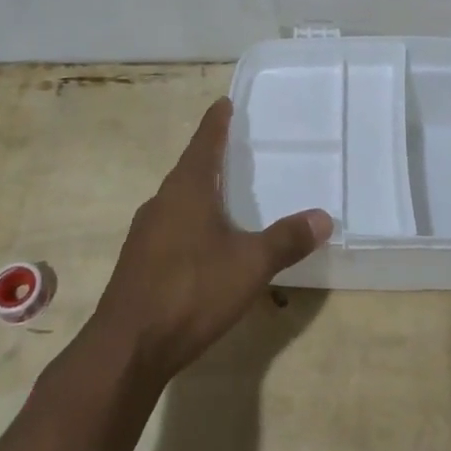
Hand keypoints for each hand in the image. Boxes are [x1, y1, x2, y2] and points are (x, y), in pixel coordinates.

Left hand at [94, 98, 331, 380]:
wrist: (127, 347)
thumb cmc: (191, 291)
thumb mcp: (250, 265)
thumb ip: (287, 240)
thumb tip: (324, 217)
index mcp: (186, 190)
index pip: (204, 143)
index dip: (216, 123)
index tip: (223, 102)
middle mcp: (161, 203)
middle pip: (188, 169)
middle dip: (209, 157)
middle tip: (233, 147)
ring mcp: (144, 234)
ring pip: (177, 200)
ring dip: (199, 191)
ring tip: (223, 192)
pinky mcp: (138, 262)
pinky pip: (169, 226)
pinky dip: (189, 220)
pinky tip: (204, 242)